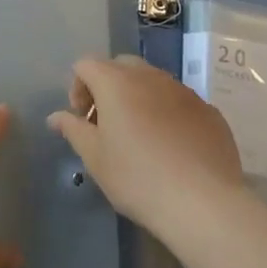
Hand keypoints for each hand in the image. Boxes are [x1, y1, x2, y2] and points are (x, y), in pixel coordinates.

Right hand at [47, 54, 244, 237]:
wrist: (203, 203)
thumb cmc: (137, 178)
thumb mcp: (95, 158)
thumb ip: (73, 130)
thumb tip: (56, 117)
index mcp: (116, 82)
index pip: (86, 64)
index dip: (77, 88)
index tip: (83, 121)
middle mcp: (151, 76)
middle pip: (121, 66)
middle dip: (108, 87)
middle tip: (108, 124)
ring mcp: (184, 91)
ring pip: (153, 81)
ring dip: (139, 98)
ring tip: (141, 137)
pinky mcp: (209, 111)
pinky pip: (179, 102)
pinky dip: (168, 113)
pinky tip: (172, 148)